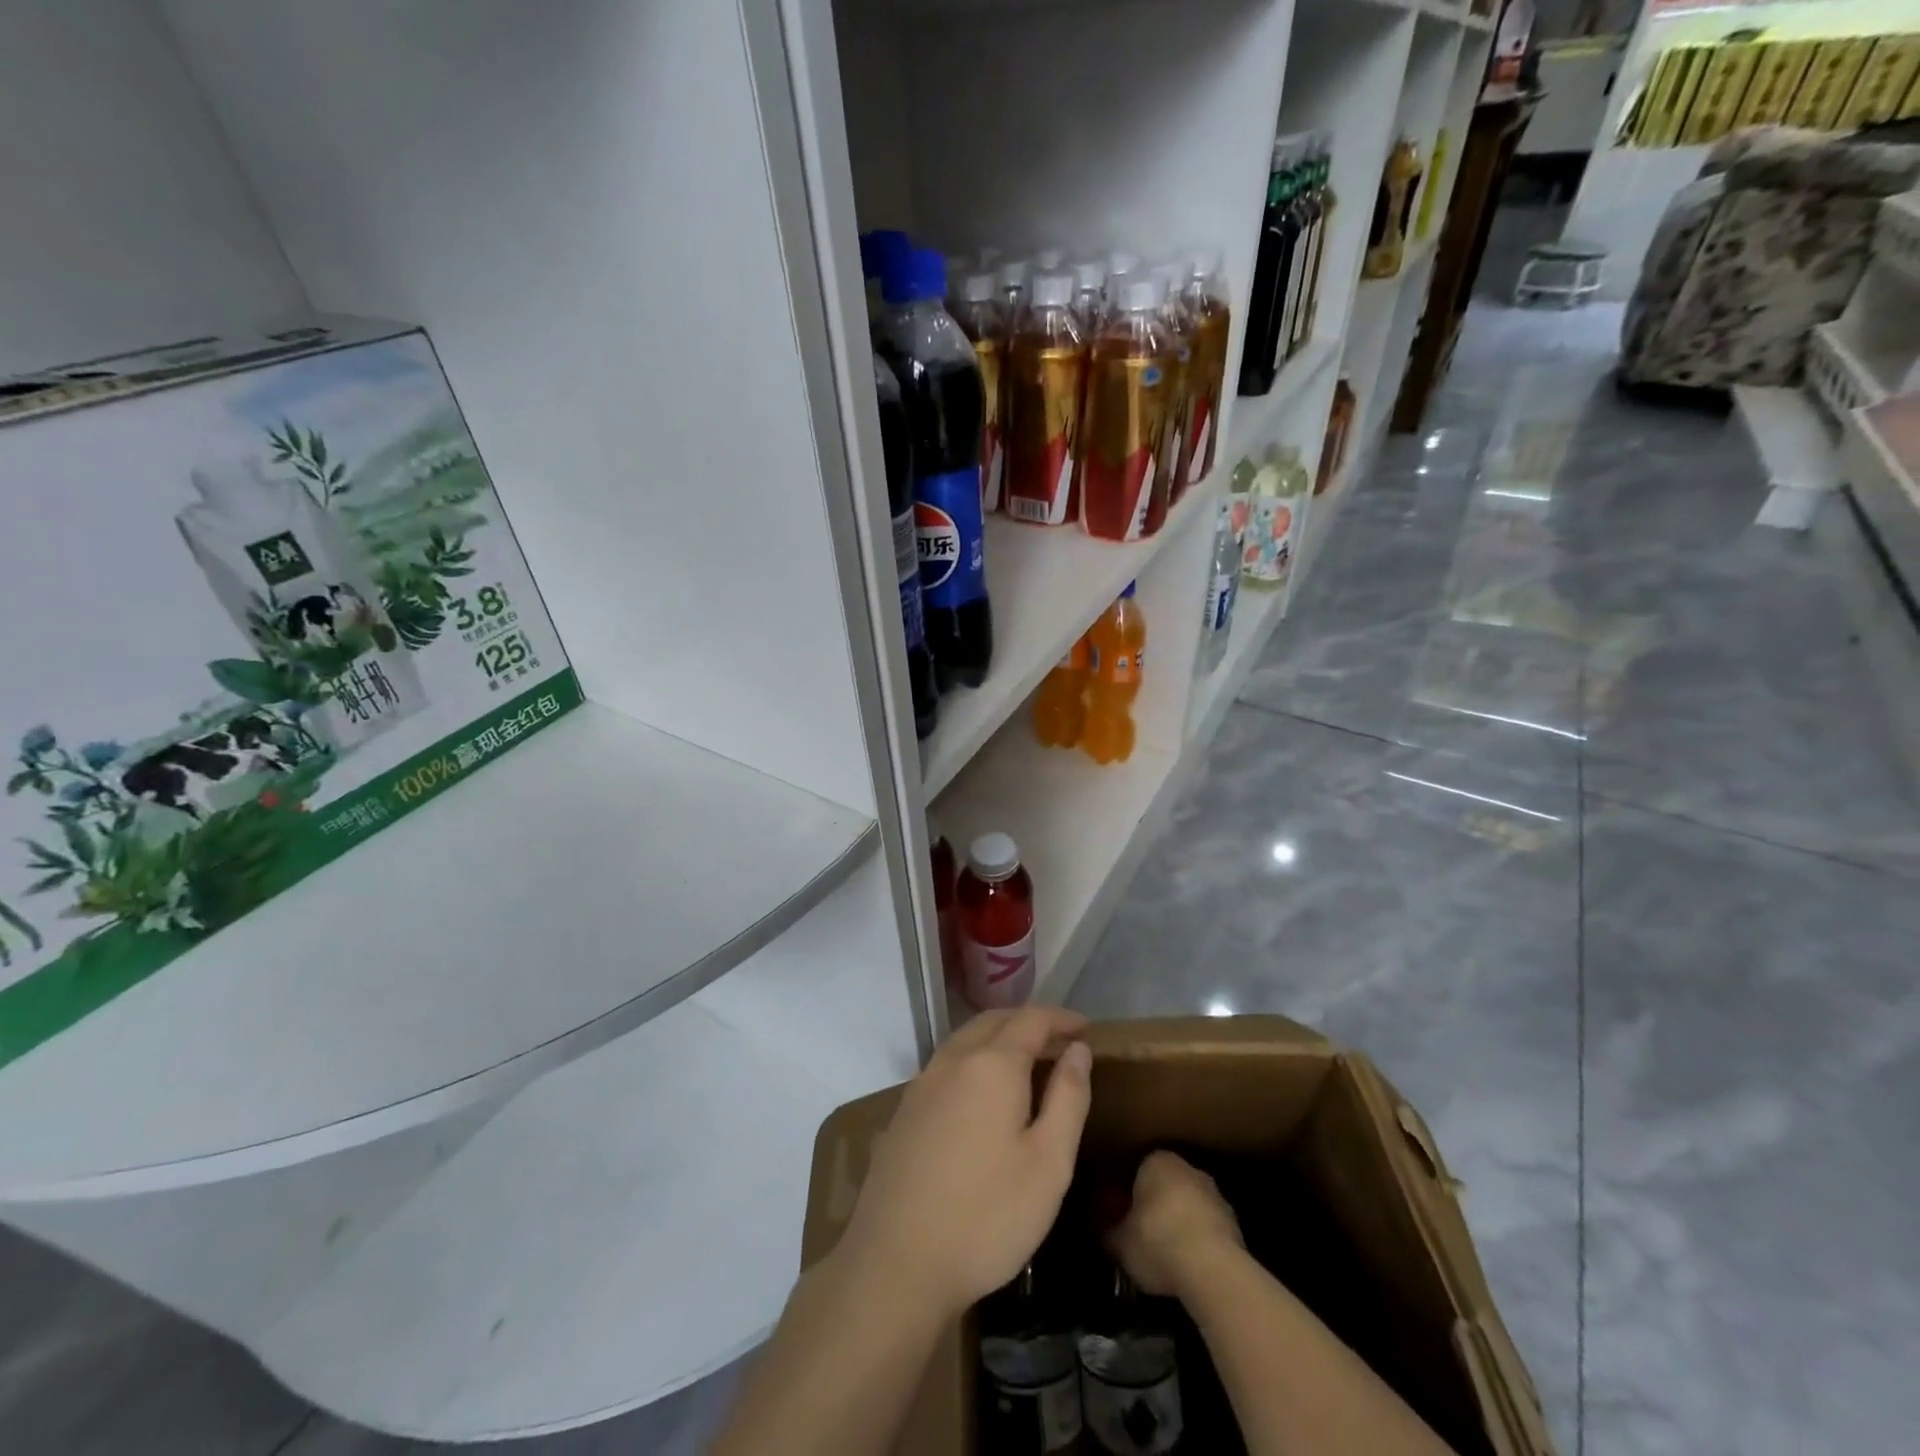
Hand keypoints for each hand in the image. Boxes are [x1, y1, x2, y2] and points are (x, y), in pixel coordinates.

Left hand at [837, 1006, 1092, 1318]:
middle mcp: (953, 1060)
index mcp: (992, 1065)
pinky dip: (974, 1059)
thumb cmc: (986, 1216)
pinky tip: (983, 1092)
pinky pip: (947, 1064)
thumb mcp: (1048, 1163)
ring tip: (1027, 1061)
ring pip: (966, 1039)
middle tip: (1060, 1041)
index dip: (1061, 1019)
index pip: (1031, 1020)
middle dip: (1029, 1022)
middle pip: (995, 1021)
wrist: (896, 1262)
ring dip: (999, 1037)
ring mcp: (922, 1083)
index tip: (1085, 1030)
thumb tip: (1078, 1050)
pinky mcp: (904, 1110)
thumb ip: (1068, 1098)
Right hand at [1109, 1150, 1244, 1297]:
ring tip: (1168, 1255)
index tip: (1121, 1216)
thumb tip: (1106, 1231)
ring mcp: (1216, 1195)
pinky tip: (1190, 1266)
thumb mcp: (1120, 1241)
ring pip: (1190, 1206)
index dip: (1127, 1194)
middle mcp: (1188, 1168)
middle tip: (1143, 1234)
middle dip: (1156, 1206)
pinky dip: (1200, 1243)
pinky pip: (1208, 1229)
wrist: (1212, 1270)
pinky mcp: (1235, 1225)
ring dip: (1181, 1223)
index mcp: (1157, 1160)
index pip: (1137, 1170)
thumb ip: (1110, 1231)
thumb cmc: (1157, 1241)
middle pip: (1166, 1186)